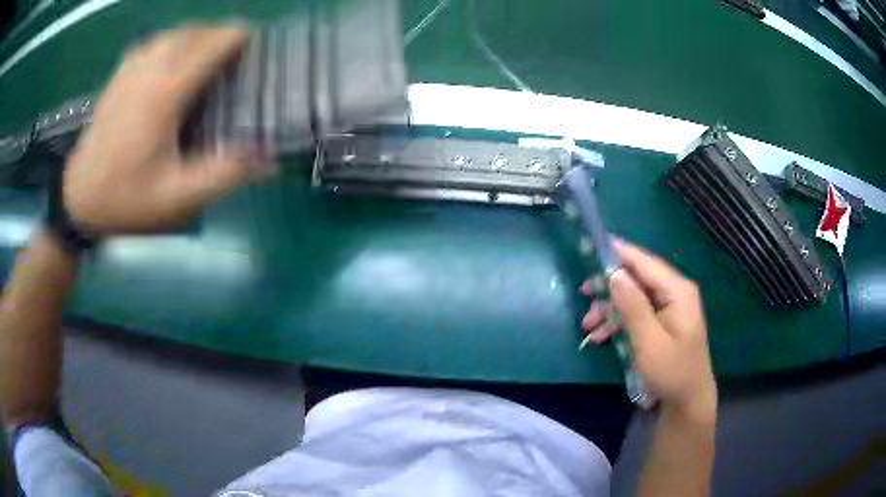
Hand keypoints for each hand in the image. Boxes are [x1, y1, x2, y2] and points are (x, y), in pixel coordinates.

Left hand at [64, 26, 274, 232]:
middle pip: (193, 32)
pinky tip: (172, 57)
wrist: (78, 198)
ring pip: (172, 34)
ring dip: (195, 34)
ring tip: (208, 49)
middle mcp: (149, 70)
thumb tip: (269, 157)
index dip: (236, 39)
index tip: (254, 43)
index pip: (210, 46)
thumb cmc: (126, 198)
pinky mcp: (119, 76)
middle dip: (218, 33)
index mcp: (165, 92)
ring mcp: (131, 69)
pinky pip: (151, 44)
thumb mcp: (177, 198)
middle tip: (235, 49)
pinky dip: (170, 42)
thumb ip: (223, 174)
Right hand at [582, 240, 715, 416]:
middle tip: (584, 294)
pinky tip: (599, 336)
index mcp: (677, 291)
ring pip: (634, 297)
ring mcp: (669, 308)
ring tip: (587, 326)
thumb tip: (614, 274)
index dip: (619, 253)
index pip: (645, 262)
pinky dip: (618, 322)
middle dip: (610, 288)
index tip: (593, 246)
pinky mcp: (662, 322)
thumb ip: (632, 306)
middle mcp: (674, 293)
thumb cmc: (670, 371)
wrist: (686, 401)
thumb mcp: (648, 341)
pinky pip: (637, 314)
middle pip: (637, 279)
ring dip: (610, 309)